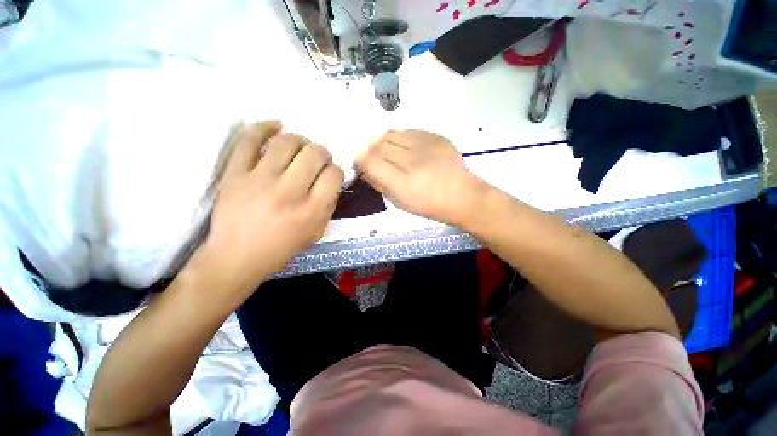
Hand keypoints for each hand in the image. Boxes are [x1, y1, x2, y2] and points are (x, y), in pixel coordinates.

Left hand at [198, 121, 343, 293]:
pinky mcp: (233, 174)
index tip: (330, 174)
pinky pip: (249, 139)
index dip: (336, 170)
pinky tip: (276, 125)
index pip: (333, 175)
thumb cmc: (281, 248)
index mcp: (310, 211)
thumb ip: (328, 206)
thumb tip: (332, 180)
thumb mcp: (316, 233)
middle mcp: (288, 193)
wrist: (236, 258)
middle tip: (318, 158)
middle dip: (322, 152)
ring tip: (299, 146)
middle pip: (314, 153)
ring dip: (300, 139)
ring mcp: (258, 181)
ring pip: (287, 141)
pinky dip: (265, 126)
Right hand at [355, 130, 489, 225]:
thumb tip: (364, 168)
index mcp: (403, 184)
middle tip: (373, 159)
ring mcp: (425, 146)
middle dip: (370, 152)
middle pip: (378, 146)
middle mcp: (412, 161)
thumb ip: (380, 184)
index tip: (361, 164)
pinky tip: (405, 148)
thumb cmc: (430, 206)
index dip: (360, 160)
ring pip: (391, 134)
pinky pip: (408, 131)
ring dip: (383, 143)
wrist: (463, 196)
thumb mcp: (400, 203)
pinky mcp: (435, 137)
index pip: (369, 162)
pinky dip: (400, 138)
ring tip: (388, 153)